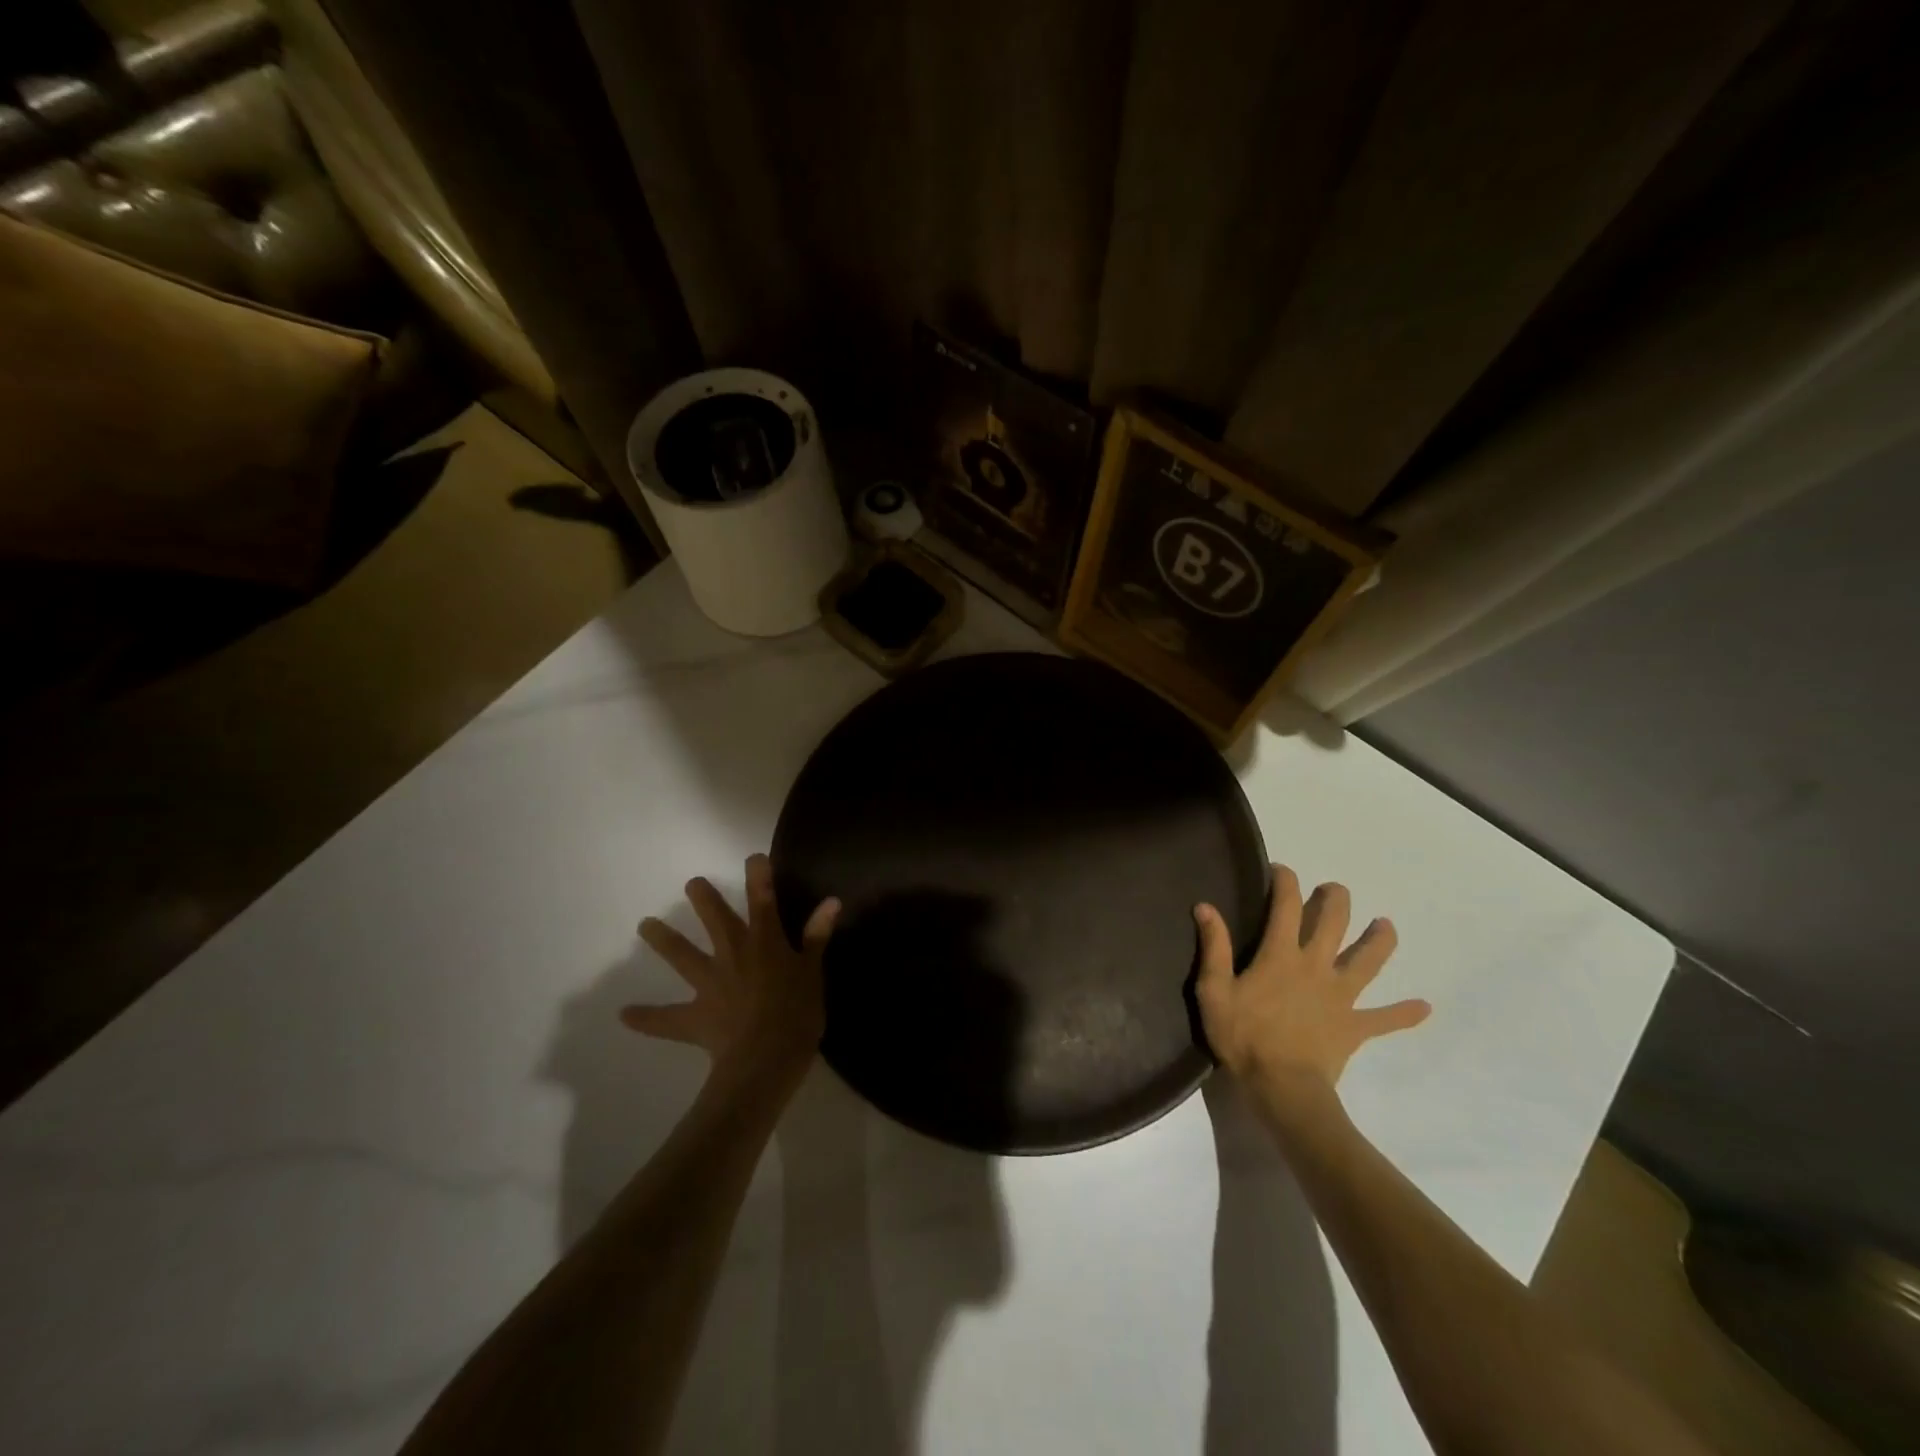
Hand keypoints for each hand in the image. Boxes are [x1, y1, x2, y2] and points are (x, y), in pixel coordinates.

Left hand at [622, 854, 840, 1087]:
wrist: (766, 1058)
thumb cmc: (797, 1013)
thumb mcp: (813, 972)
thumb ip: (817, 936)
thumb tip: (831, 901)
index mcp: (765, 941)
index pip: (763, 900)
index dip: (759, 876)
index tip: (754, 857)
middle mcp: (733, 954)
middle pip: (715, 919)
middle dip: (704, 898)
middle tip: (692, 883)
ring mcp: (709, 983)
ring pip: (682, 955)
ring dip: (663, 939)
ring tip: (644, 925)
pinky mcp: (694, 1016)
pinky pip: (666, 1018)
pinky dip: (646, 1017)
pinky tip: (625, 1015)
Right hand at [1195, 864, 1428, 1095]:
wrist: (1283, 1088)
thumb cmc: (1243, 1037)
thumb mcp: (1214, 990)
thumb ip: (1214, 947)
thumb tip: (1205, 906)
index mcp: (1281, 955)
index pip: (1285, 906)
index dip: (1284, 881)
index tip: (1279, 869)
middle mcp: (1316, 966)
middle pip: (1333, 923)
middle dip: (1335, 900)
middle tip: (1333, 890)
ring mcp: (1341, 996)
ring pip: (1367, 961)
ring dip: (1379, 941)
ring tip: (1386, 925)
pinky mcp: (1355, 1026)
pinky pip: (1385, 1019)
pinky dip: (1404, 1013)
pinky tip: (1423, 1008)